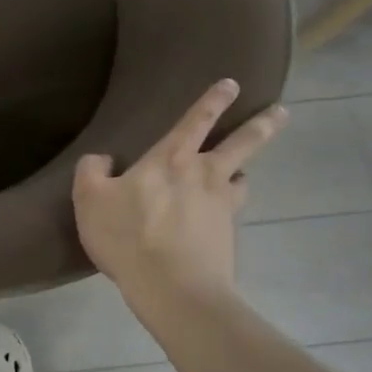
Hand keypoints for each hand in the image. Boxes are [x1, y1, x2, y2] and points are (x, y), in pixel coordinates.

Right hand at [72, 80, 286, 301]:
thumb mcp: (90, 199)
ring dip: (242, 173)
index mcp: (170, 159)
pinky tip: (220, 217)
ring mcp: (222, 206)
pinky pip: (232, 213)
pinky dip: (228, 209)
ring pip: (241, 179)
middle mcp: (204, 175)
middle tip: (281, 111)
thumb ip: (91, 171)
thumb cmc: (128, 236)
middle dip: (262, 124)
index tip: (232, 83)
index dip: (213, 100)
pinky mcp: (228, 236)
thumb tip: (102, 159)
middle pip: (242, 143)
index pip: (196, 120)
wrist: (173, 288)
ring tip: (240, 174)